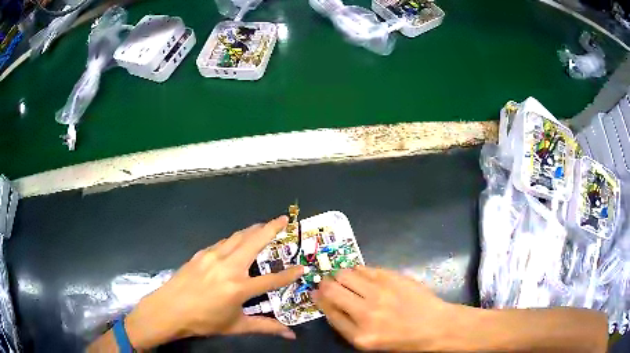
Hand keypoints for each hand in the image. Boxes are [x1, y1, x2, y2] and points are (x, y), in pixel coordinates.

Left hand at [124, 216, 304, 349]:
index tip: (302, 267)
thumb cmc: (204, 321)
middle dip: (271, 228)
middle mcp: (228, 267)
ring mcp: (213, 257)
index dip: (290, 274)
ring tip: (263, 225)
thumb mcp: (236, 326)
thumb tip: (290, 334)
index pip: (272, 279)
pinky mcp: (201, 253)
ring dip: (253, 229)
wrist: (169, 309)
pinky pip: (223, 242)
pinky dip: (235, 238)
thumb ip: (265, 327)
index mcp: (239, 288)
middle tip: (283, 218)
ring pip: (238, 236)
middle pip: (254, 241)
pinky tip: (237, 241)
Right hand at [312, 266, 456, 351]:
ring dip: (341, 276)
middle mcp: (366, 312)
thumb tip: (325, 300)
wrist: (435, 325)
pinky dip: (358, 272)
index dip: (319, 299)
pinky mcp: (392, 277)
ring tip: (348, 281)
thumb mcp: (368, 342)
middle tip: (330, 285)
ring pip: (345, 273)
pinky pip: (364, 268)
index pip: (328, 310)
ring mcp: (380, 292)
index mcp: (359, 335)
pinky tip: (365, 278)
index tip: (317, 293)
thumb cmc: (401, 339)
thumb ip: (344, 323)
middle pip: (331, 289)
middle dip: (325, 284)